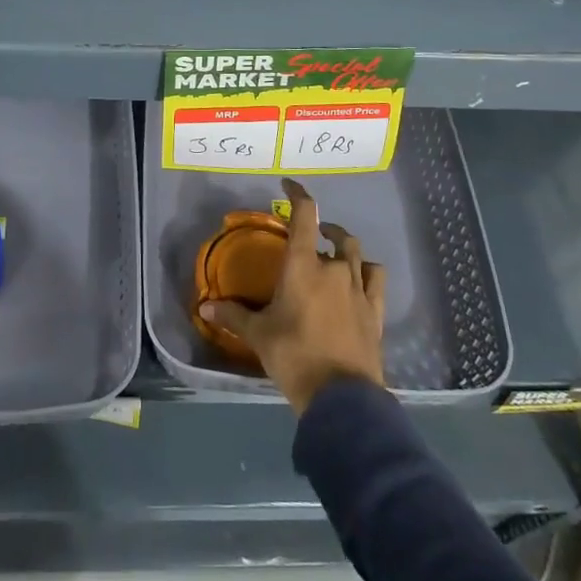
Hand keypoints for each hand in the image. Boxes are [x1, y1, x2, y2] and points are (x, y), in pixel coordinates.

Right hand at [201, 179, 386, 413]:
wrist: (341, 396)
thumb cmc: (293, 355)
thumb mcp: (258, 335)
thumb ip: (233, 315)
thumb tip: (205, 306)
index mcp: (303, 265)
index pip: (305, 216)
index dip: (298, 195)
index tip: (289, 185)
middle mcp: (334, 268)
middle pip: (334, 236)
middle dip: (321, 232)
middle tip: (310, 238)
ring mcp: (359, 289)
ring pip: (357, 254)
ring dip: (345, 249)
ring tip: (335, 255)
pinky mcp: (376, 311)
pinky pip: (375, 279)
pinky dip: (366, 272)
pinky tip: (360, 280)